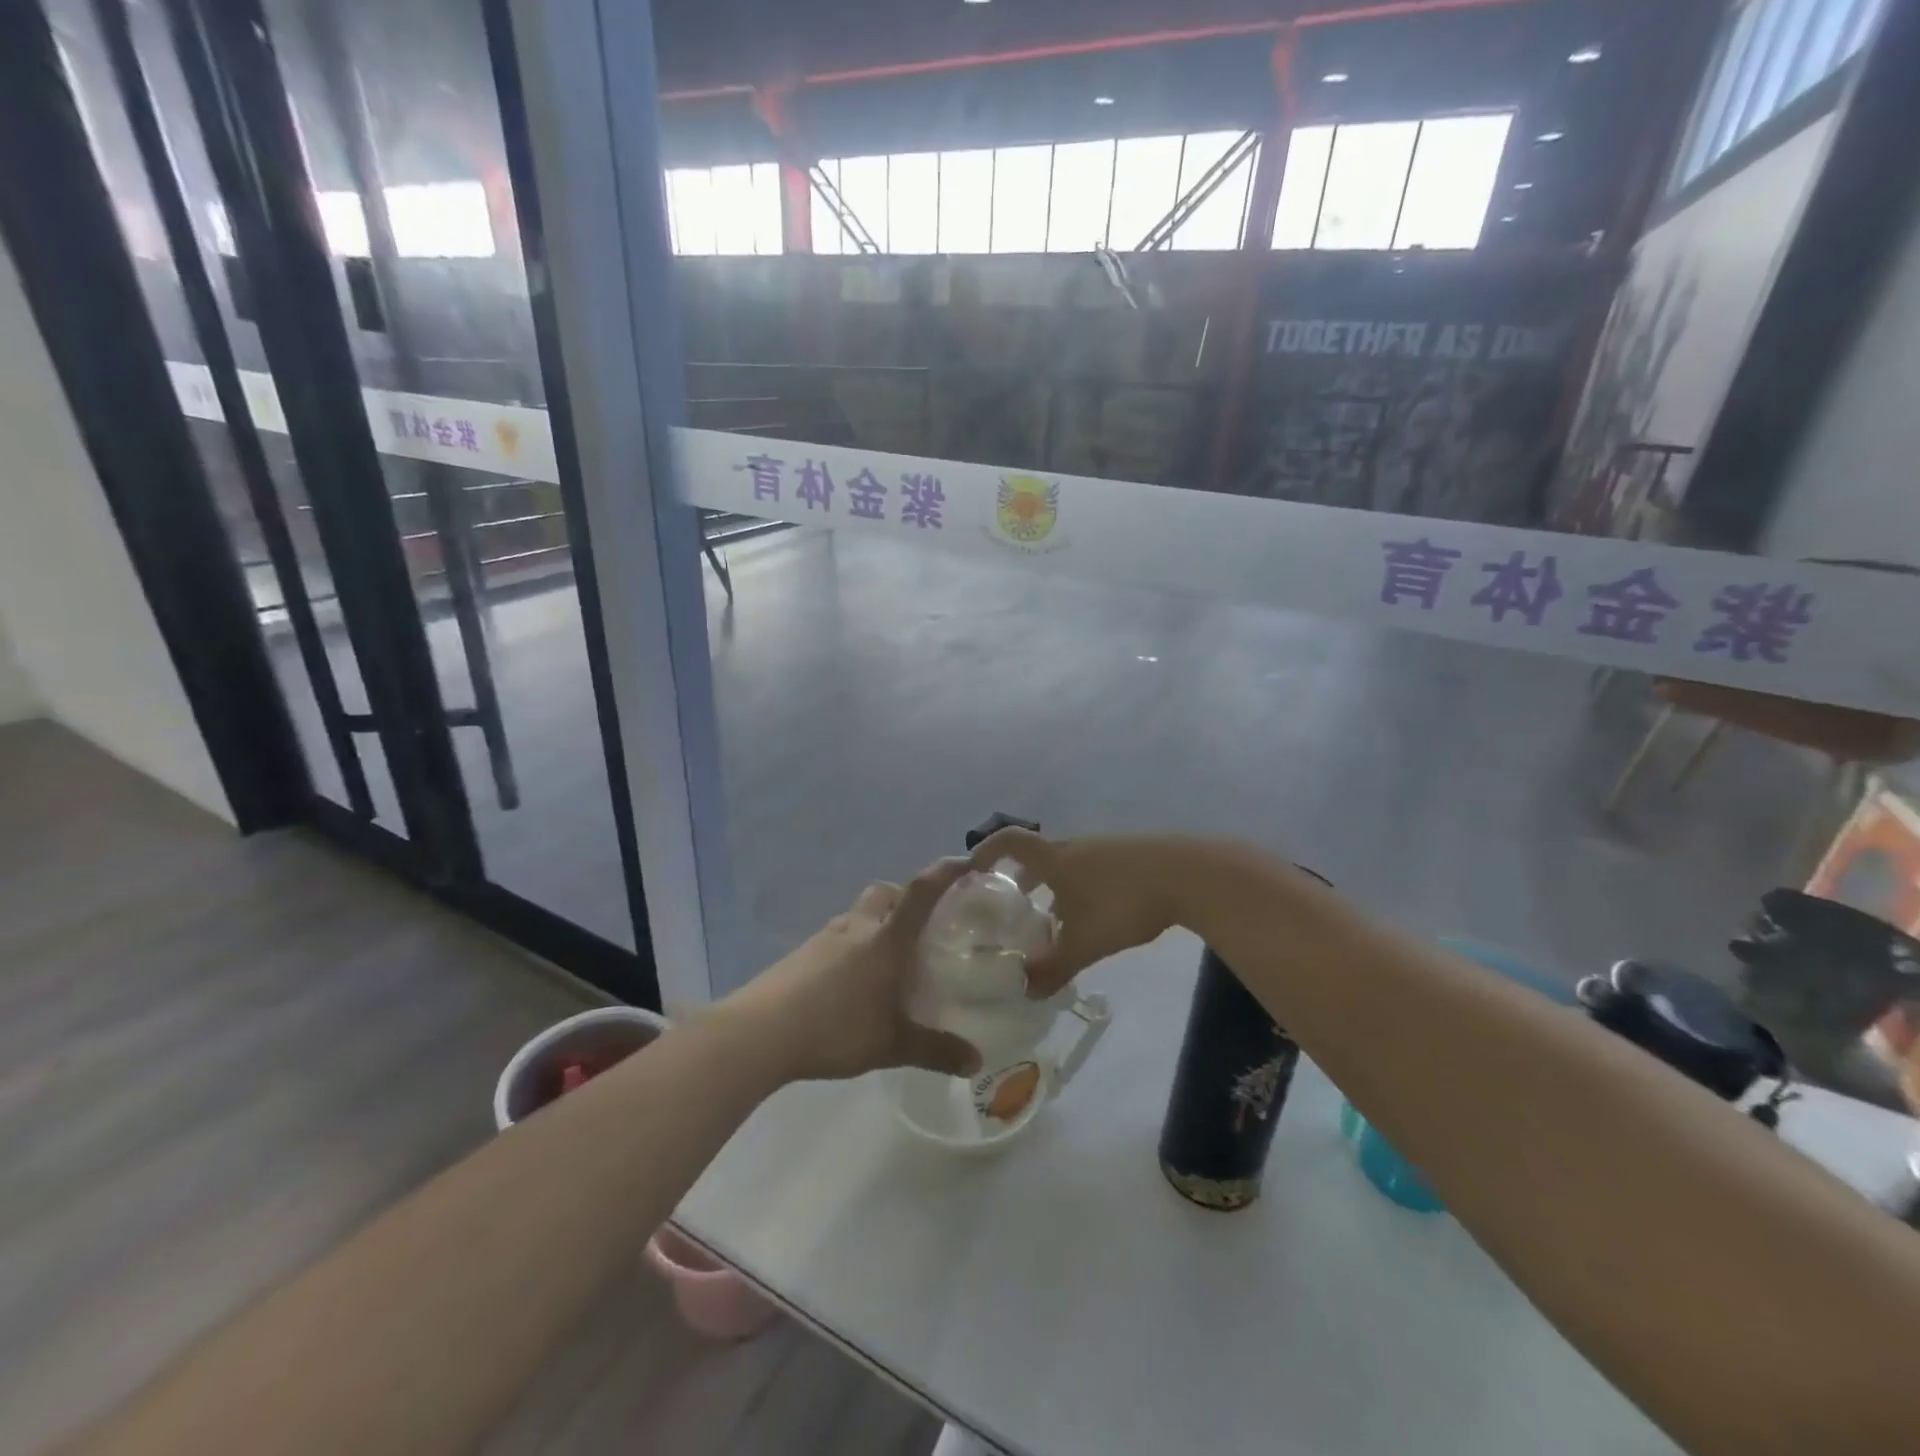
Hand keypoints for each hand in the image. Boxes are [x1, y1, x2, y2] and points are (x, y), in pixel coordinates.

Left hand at [722, 859, 982, 1082]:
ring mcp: (825, 937)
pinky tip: (851, 984)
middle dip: (905, 900)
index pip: (922, 891)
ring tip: (887, 964)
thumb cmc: (836, 1028)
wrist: (760, 1032)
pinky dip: (852, 948)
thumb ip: (936, 1051)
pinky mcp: (802, 954)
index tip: (968, 861)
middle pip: (886, 893)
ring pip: (859, 916)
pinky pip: (837, 938)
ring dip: (876, 926)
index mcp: (887, 938)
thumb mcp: (893, 1045)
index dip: (946, 872)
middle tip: (921, 927)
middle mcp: (858, 927)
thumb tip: (977, 1062)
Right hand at [968, 829, 1183, 995]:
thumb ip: (1053, 968)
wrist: (1187, 874)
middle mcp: (1075, 847)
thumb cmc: (1124, 903)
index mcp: (1055, 859)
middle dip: (1021, 879)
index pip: (1010, 841)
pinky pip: (1091, 869)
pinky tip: (1094, 918)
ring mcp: (1105, 848)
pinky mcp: (1130, 856)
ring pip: (1067, 865)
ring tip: (1053, 920)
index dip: (987, 850)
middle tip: (1012, 906)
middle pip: (1038, 856)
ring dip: (1053, 887)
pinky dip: (1080, 888)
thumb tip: (1025, 991)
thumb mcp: (1084, 944)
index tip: (973, 869)